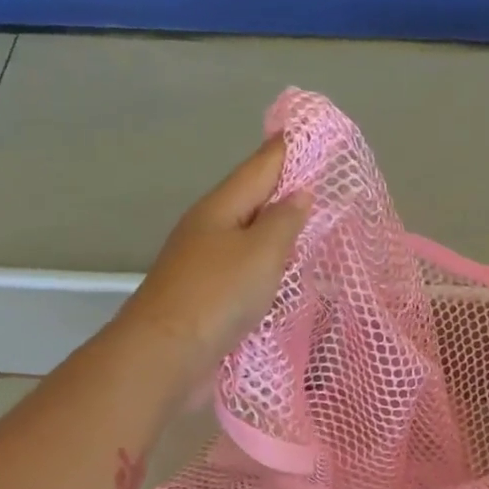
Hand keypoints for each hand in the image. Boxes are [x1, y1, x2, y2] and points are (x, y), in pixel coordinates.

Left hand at [118, 136, 311, 384]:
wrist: (165, 355)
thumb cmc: (216, 296)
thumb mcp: (261, 253)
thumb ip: (284, 221)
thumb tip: (299, 193)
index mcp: (220, 209)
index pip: (260, 167)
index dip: (287, 149)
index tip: (311, 133)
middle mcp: (208, 230)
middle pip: (251, 201)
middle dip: (283, 189)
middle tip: (322, 182)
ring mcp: (203, 266)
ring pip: (247, 238)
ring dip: (274, 232)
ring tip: (309, 227)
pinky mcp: (205, 299)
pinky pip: (243, 271)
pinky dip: (265, 267)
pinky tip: (281, 275)